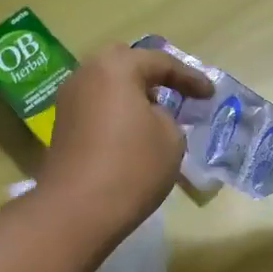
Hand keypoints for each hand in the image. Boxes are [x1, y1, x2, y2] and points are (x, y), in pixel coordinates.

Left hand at [40, 44, 210, 243]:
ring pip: (107, 87)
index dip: (190, 78)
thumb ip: (168, 118)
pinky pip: (97, 109)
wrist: (79, 209)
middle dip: (153, 76)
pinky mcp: (63, 128)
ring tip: (156, 115)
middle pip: (125, 64)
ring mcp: (69, 101)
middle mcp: (86, 75)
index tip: (209, 94)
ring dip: (133, 96)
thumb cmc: (132, 167)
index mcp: (115, 68)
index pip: (160, 62)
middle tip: (176, 92)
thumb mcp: (171, 139)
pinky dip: (117, 114)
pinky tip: (133, 134)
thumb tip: (151, 116)